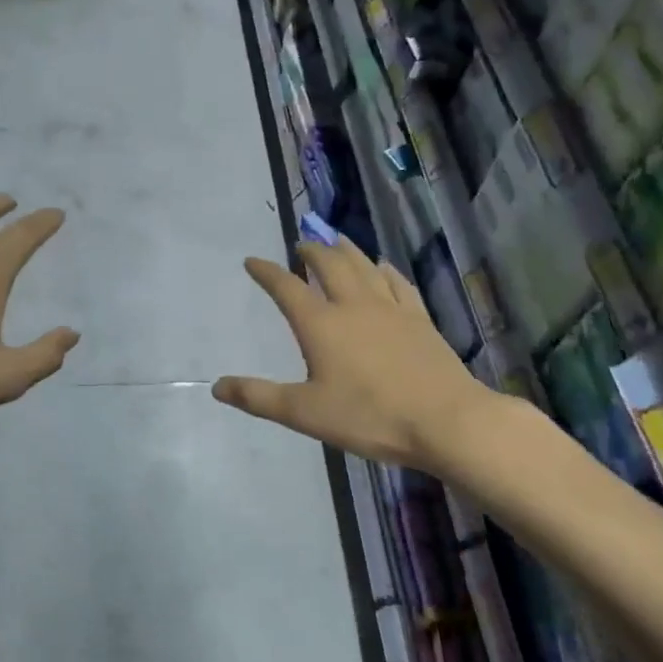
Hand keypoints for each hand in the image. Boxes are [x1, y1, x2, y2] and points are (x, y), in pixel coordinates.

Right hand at [213, 237, 496, 470]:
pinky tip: (383, 267)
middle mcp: (354, 306)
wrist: (446, 420)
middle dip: (311, 252)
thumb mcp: (304, 413)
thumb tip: (216, 386)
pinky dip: (384, 270)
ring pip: (364, 266)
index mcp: (321, 325)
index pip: (287, 288)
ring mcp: (391, 309)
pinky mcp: (419, 319)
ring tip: (336, 241)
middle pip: (330, 265)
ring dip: (346, 250)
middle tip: (301, 246)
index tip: (252, 261)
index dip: (267, 272)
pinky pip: (397, 283)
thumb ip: (258, 397)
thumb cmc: (369, 416)